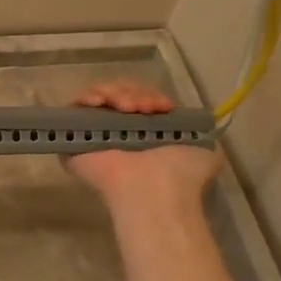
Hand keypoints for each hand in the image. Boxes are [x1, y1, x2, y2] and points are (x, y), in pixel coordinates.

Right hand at [64, 81, 220, 209]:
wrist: (152, 187)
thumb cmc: (180, 173)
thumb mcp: (206, 151)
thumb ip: (200, 135)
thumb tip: (199, 127)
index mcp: (146, 134)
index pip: (140, 100)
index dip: (150, 95)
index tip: (162, 106)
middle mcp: (120, 133)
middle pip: (119, 94)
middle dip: (134, 93)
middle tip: (143, 108)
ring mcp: (96, 135)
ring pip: (99, 96)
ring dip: (115, 94)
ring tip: (126, 109)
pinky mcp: (73, 137)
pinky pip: (75, 107)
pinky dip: (86, 97)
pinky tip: (100, 103)